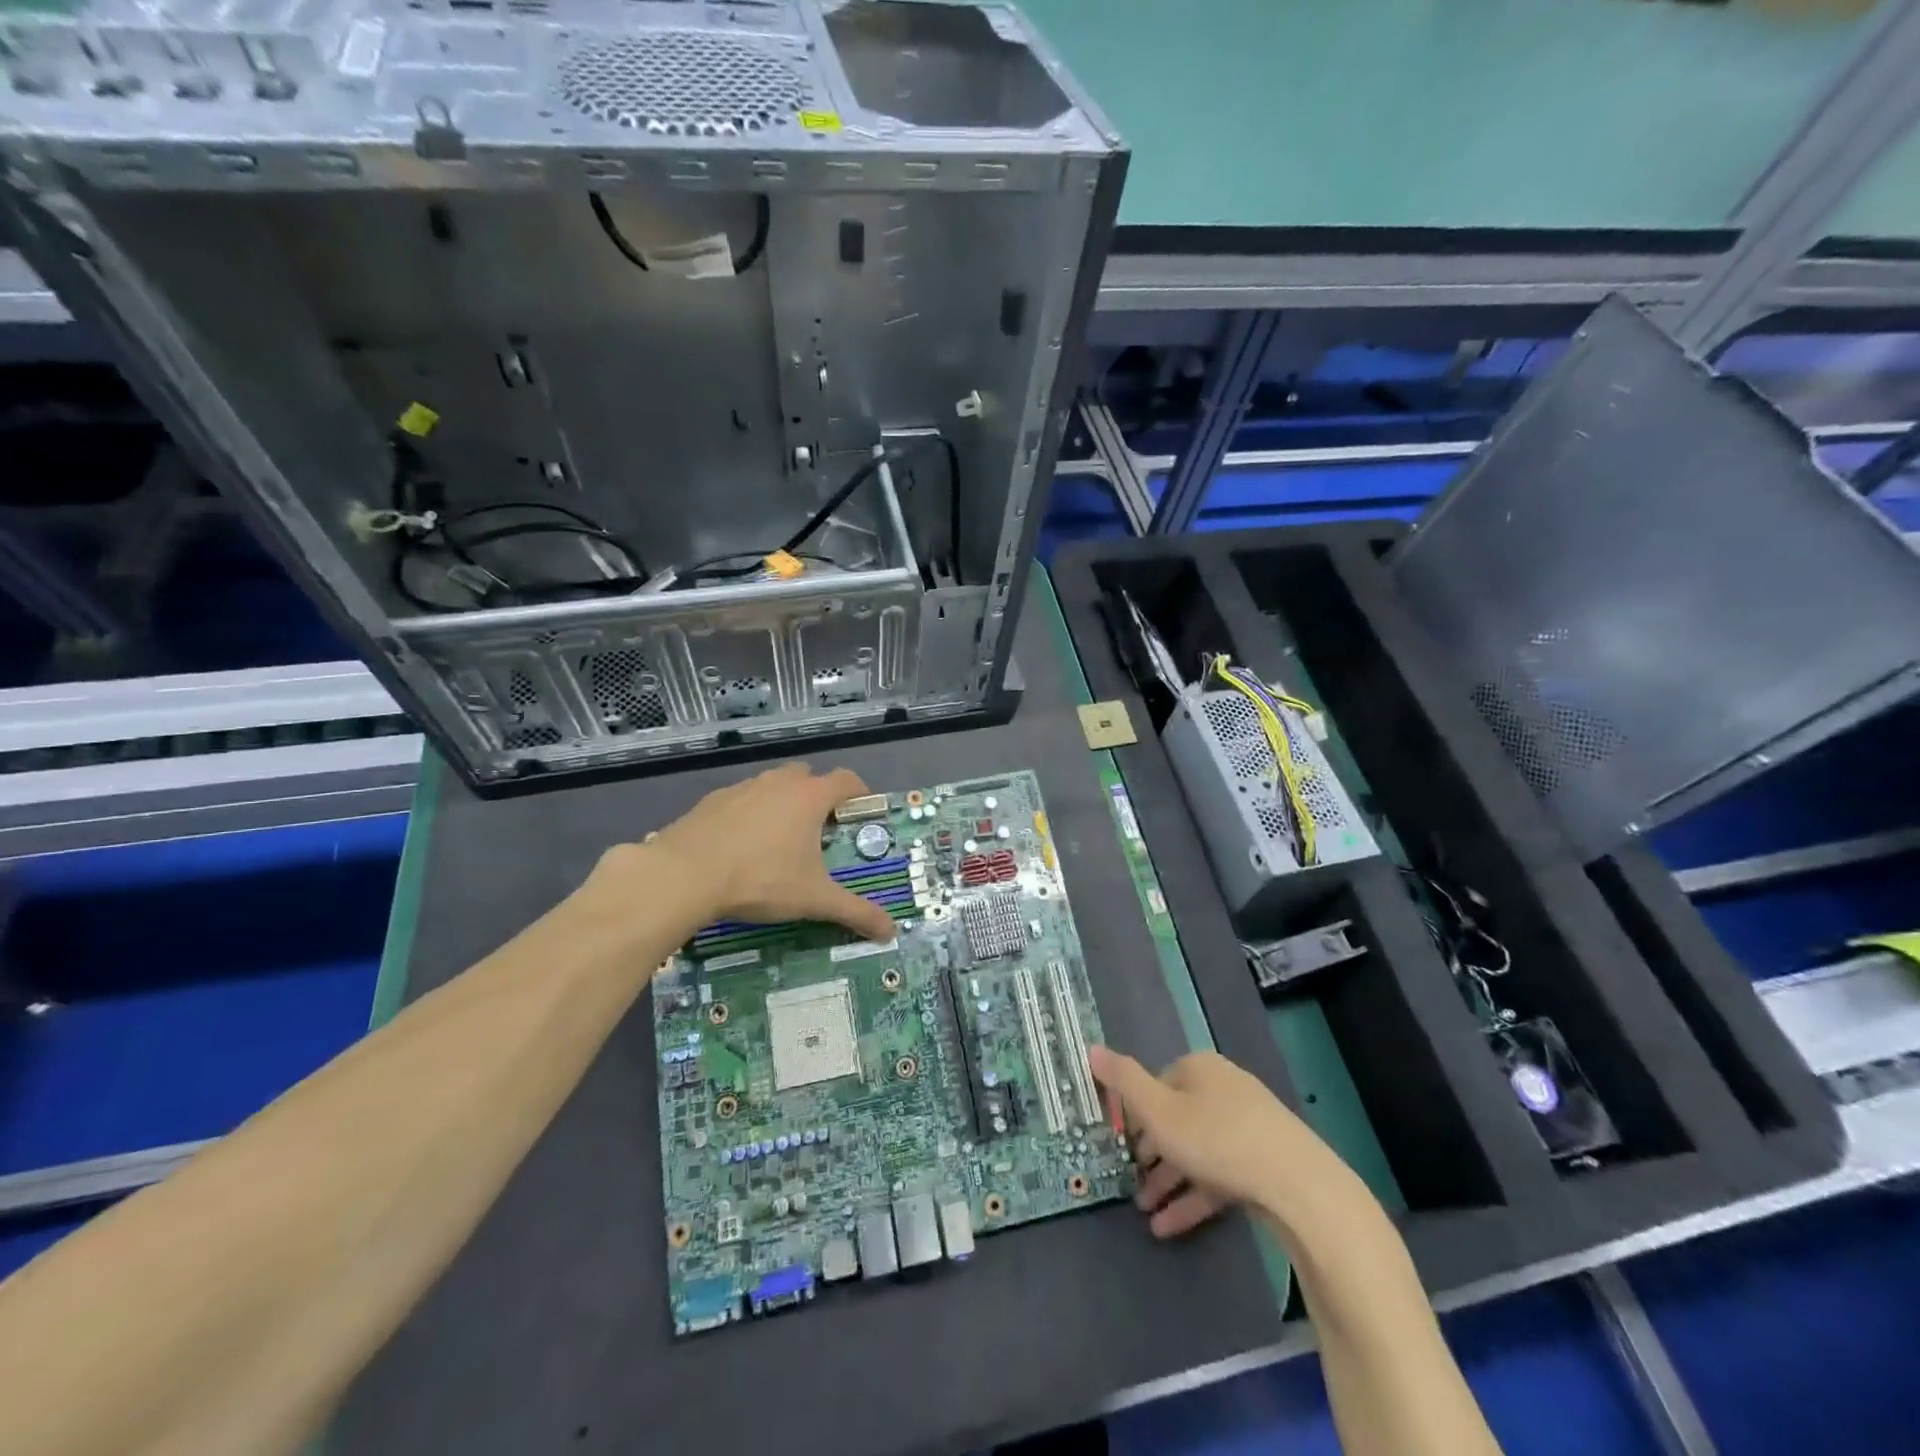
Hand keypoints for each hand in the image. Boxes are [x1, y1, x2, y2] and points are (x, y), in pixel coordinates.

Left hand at [631, 763, 896, 942]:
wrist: (683, 875)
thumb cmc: (760, 880)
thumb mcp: (813, 900)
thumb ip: (855, 912)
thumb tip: (891, 931)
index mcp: (809, 797)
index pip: (846, 780)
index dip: (859, 793)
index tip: (862, 813)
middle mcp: (778, 783)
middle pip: (808, 776)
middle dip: (818, 796)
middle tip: (820, 831)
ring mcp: (742, 788)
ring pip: (772, 786)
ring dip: (781, 803)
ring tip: (779, 840)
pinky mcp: (711, 801)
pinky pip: (741, 800)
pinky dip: (748, 815)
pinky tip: (740, 847)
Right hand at [1091, 1046, 1318, 1238]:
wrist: (1300, 1187)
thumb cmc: (1217, 1139)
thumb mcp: (1158, 1111)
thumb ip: (1122, 1081)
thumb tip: (1090, 1047)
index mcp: (1198, 1068)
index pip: (1156, 1085)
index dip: (1134, 1116)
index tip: (1119, 1147)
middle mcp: (1223, 1088)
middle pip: (1175, 1119)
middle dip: (1151, 1155)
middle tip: (1130, 1183)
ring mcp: (1248, 1126)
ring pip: (1196, 1151)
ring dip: (1169, 1181)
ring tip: (1145, 1213)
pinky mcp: (1264, 1162)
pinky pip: (1219, 1175)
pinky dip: (1194, 1198)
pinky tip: (1170, 1227)